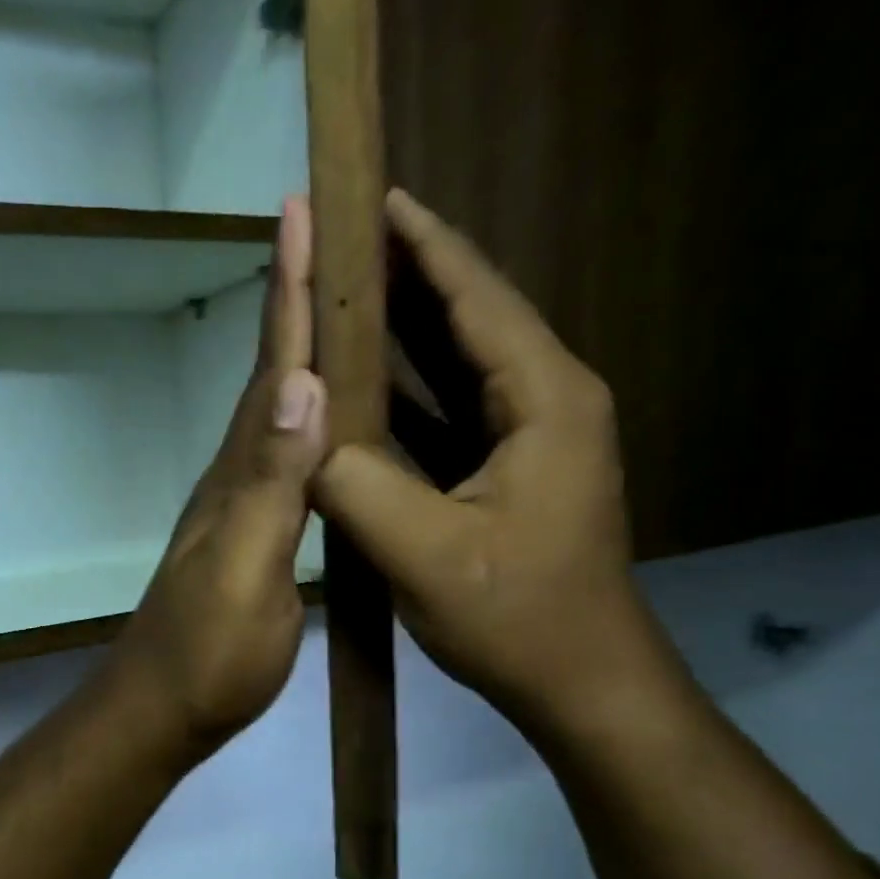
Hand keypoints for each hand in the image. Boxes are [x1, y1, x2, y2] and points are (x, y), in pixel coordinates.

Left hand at [105, 196, 327, 759]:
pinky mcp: (252, 536)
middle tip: (324, 234)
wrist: (166, 706)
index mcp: (241, 475)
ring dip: (300, 356)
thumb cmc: (208, 653)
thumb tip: (303, 386)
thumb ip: (273, 485)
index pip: (271, 370)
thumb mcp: (246, 571)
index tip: (300, 210)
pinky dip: (306, 421)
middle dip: (294, 303)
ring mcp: (241, 507)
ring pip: (275, 413)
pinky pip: (282, 458)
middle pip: (270, 376)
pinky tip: (325, 418)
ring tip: (336, 307)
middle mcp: (237, 477)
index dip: (287, 292)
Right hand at [314, 190, 672, 734]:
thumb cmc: (513, 615)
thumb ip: (356, 484)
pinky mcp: (514, 467)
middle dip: (410, 274)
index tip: (374, 198)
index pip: (477, 298)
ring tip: (346, 294)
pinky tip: (369, 381)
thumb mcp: (423, 552)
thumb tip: (300, 436)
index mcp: (543, 399)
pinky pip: (456, 407)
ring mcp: (534, 435)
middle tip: (343, 240)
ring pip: (464, 361)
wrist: (579, 680)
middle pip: (473, 315)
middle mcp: (547, 399)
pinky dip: (412, 387)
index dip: (424, 245)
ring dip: (409, 327)